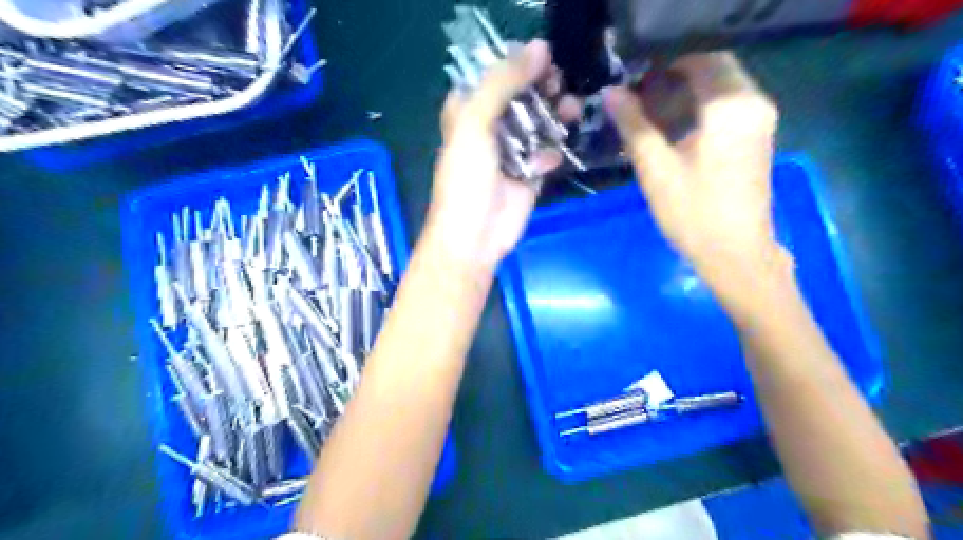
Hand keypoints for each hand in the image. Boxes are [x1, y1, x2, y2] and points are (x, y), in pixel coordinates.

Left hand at [425, 37, 560, 270]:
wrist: (474, 237)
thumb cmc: (466, 179)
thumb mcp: (476, 123)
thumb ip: (504, 83)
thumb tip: (541, 47)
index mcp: (467, 112)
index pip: (494, 77)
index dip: (517, 66)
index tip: (544, 59)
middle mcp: (489, 129)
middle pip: (521, 98)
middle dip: (541, 89)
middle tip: (559, 84)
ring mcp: (510, 153)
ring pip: (538, 124)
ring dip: (554, 116)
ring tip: (570, 109)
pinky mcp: (528, 175)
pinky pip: (546, 154)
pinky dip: (550, 154)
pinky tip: (547, 161)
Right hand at [599, 53, 789, 305]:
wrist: (736, 255)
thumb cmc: (694, 214)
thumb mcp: (656, 169)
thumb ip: (633, 125)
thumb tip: (611, 92)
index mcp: (732, 106)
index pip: (699, 55)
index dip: (661, 59)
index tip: (629, 74)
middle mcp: (752, 103)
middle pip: (710, 66)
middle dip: (669, 74)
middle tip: (631, 93)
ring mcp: (756, 119)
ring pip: (716, 85)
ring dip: (680, 90)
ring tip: (642, 108)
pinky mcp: (752, 136)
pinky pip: (722, 105)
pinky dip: (693, 106)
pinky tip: (666, 125)